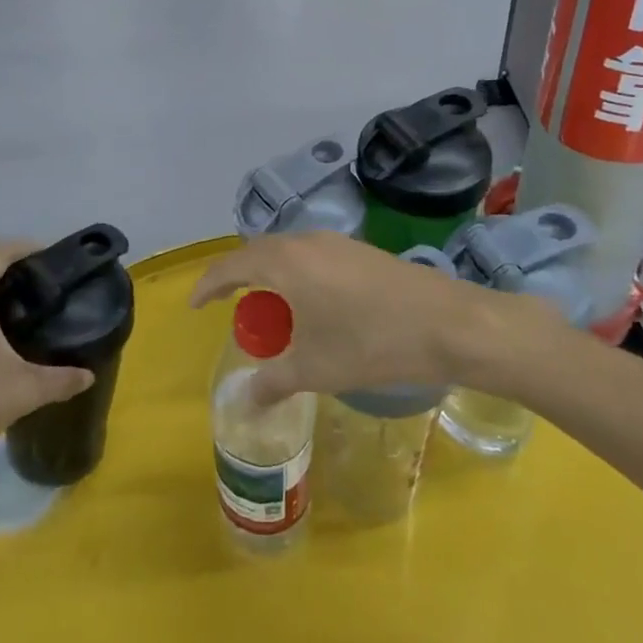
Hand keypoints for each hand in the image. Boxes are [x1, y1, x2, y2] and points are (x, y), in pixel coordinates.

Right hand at [190, 231, 531, 403]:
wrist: (448, 323)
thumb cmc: (371, 343)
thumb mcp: (315, 368)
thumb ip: (272, 382)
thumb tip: (241, 401)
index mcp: (285, 261)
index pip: (231, 265)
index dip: (208, 284)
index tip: (194, 304)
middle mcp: (306, 241)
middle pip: (259, 253)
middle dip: (239, 279)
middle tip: (231, 310)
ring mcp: (336, 242)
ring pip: (288, 253)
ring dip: (271, 277)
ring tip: (271, 313)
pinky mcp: (360, 250)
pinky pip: (311, 256)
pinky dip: (297, 276)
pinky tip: (311, 306)